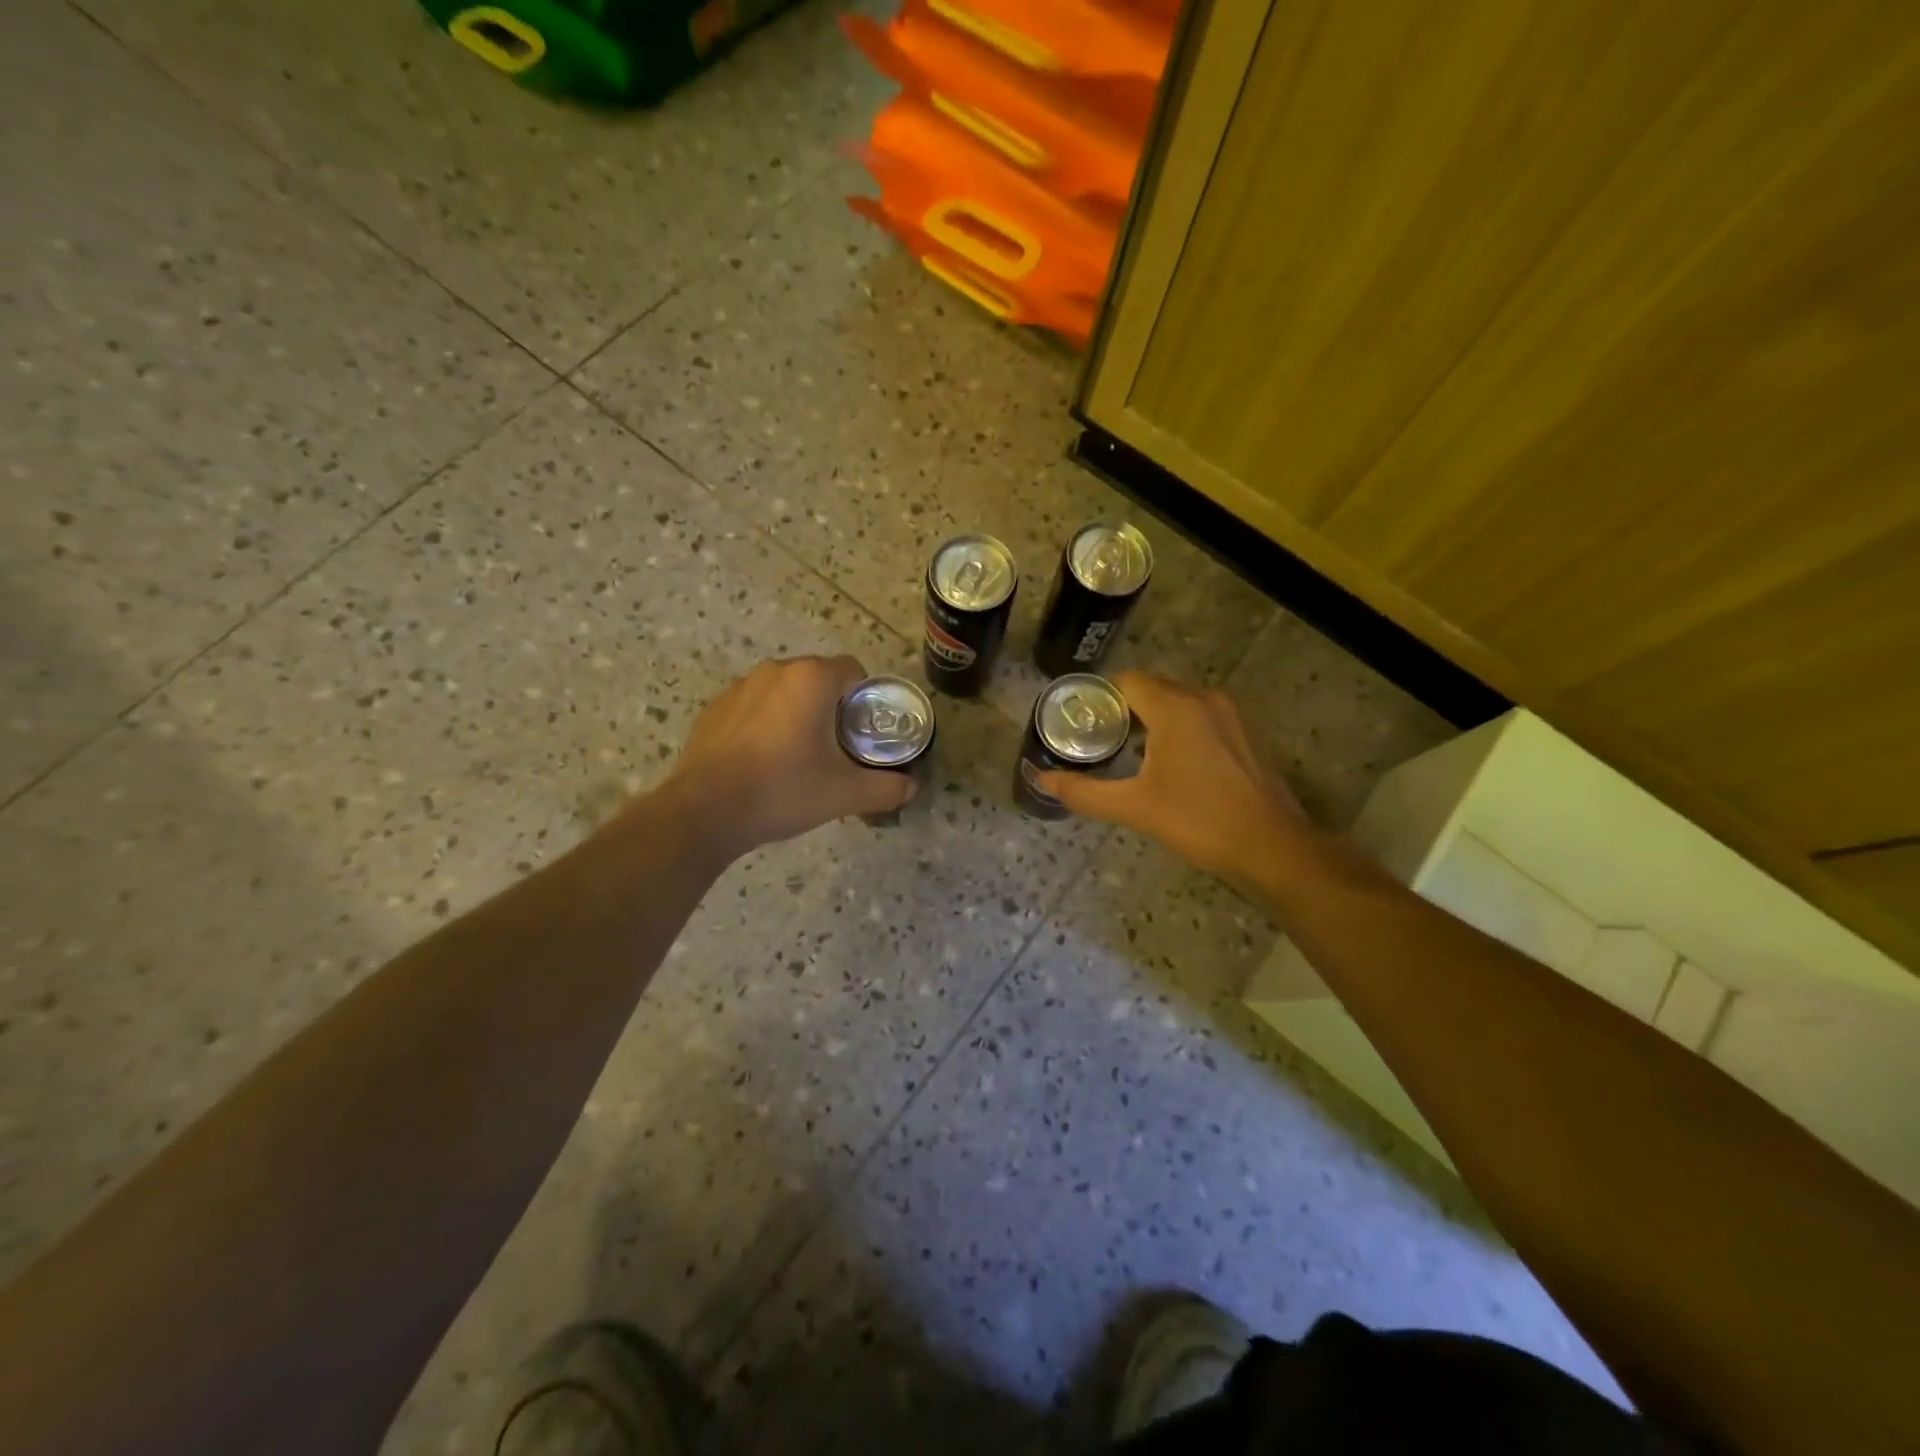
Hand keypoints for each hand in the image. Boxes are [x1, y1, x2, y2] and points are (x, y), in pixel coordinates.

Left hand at [659, 656, 916, 859]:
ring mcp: (739, 686)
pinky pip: (754, 707)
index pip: (854, 671)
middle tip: (837, 749)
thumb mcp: (845, 794)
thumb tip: (912, 786)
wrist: (706, 811)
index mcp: (811, 678)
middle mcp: (776, 670)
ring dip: (797, 713)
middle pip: (819, 679)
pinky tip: (762, 761)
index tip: (864, 733)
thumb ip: (887, 787)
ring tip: (798, 756)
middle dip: (832, 707)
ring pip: (784, 692)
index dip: (866, 699)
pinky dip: (765, 724)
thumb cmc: (783, 790)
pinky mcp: (714, 708)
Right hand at [1033, 671, 1314, 879]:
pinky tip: (1167, 766)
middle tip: (1096, 741)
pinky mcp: (1242, 735)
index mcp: (1175, 708)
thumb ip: (1083, 792)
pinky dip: (1176, 729)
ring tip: (1125, 754)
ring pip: (1176, 703)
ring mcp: (1228, 716)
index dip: (1098, 698)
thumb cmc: (1199, 821)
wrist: (1272, 848)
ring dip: (1149, 721)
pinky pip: (1198, 717)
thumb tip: (1039, 780)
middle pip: (1150, 689)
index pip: (1125, 682)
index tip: (1079, 724)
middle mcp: (1203, 700)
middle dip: (1121, 711)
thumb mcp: (1133, 807)